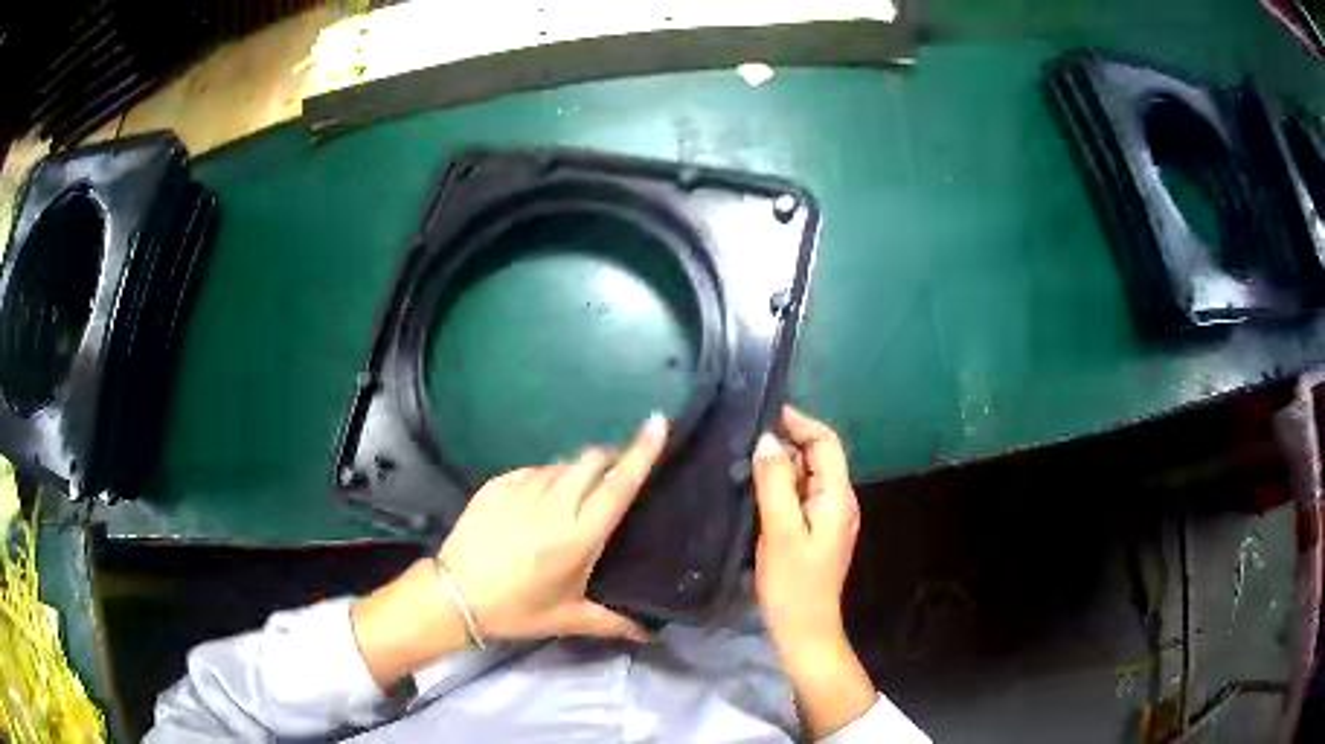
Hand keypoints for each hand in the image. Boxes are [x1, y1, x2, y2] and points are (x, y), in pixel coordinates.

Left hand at [352, 413, 667, 688]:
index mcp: (579, 535)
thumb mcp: (569, 618)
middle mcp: (554, 504)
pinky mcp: (496, 484)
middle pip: (592, 460)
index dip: (642, 452)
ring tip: (574, 496)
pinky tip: (539, 500)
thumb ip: (615, 623)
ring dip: (577, 472)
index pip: (619, 485)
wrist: (454, 594)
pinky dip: (545, 478)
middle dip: (610, 457)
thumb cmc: (517, 609)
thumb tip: (654, 635)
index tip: (658, 422)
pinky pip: (533, 470)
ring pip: (562, 464)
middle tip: (617, 473)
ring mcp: (522, 489)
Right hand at [752, 406, 875, 737]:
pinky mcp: (814, 533)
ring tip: (743, 462)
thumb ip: (775, 483)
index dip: (799, 423)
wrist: (805, 630)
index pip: (826, 443)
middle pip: (817, 457)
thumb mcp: (780, 531)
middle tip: (744, 441)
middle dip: (786, 444)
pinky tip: (754, 492)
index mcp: (837, 497)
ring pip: (805, 478)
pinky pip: (799, 498)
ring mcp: (828, 518)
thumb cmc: (794, 584)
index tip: (764, 415)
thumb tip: (767, 440)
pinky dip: (780, 488)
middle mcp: (838, 501)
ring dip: (780, 466)